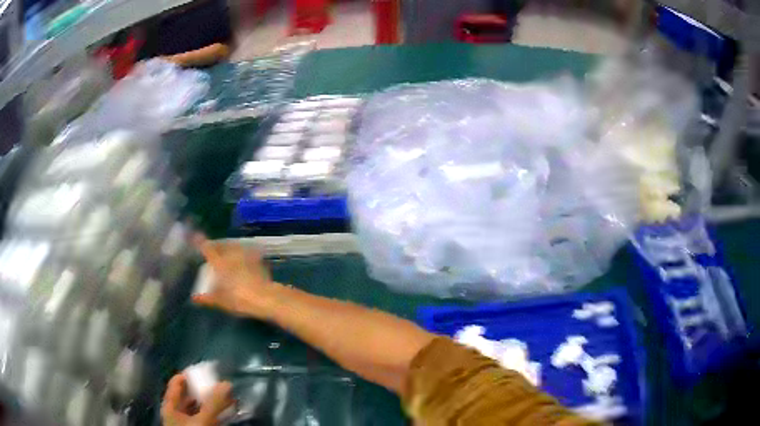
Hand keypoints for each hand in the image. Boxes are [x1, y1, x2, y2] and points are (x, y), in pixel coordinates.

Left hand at [161, 374, 232, 425]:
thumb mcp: (202, 420)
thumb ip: (213, 403)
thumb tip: (227, 383)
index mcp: (170, 406)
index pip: (177, 383)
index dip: (189, 375)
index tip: (205, 370)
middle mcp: (177, 412)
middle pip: (189, 395)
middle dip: (205, 389)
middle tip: (221, 384)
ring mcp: (188, 422)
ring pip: (200, 407)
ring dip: (213, 402)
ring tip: (229, 398)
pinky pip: (207, 417)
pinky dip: (216, 413)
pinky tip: (228, 412)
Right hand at [192, 237, 277, 319]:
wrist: (266, 298)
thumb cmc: (240, 299)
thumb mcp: (222, 301)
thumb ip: (208, 298)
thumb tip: (195, 297)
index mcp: (220, 263)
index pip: (208, 249)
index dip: (201, 243)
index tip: (196, 237)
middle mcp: (232, 255)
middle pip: (222, 245)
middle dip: (216, 245)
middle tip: (212, 248)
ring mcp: (246, 256)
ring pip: (235, 247)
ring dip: (230, 248)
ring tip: (227, 253)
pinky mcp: (258, 260)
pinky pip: (247, 253)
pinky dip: (243, 254)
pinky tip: (244, 260)